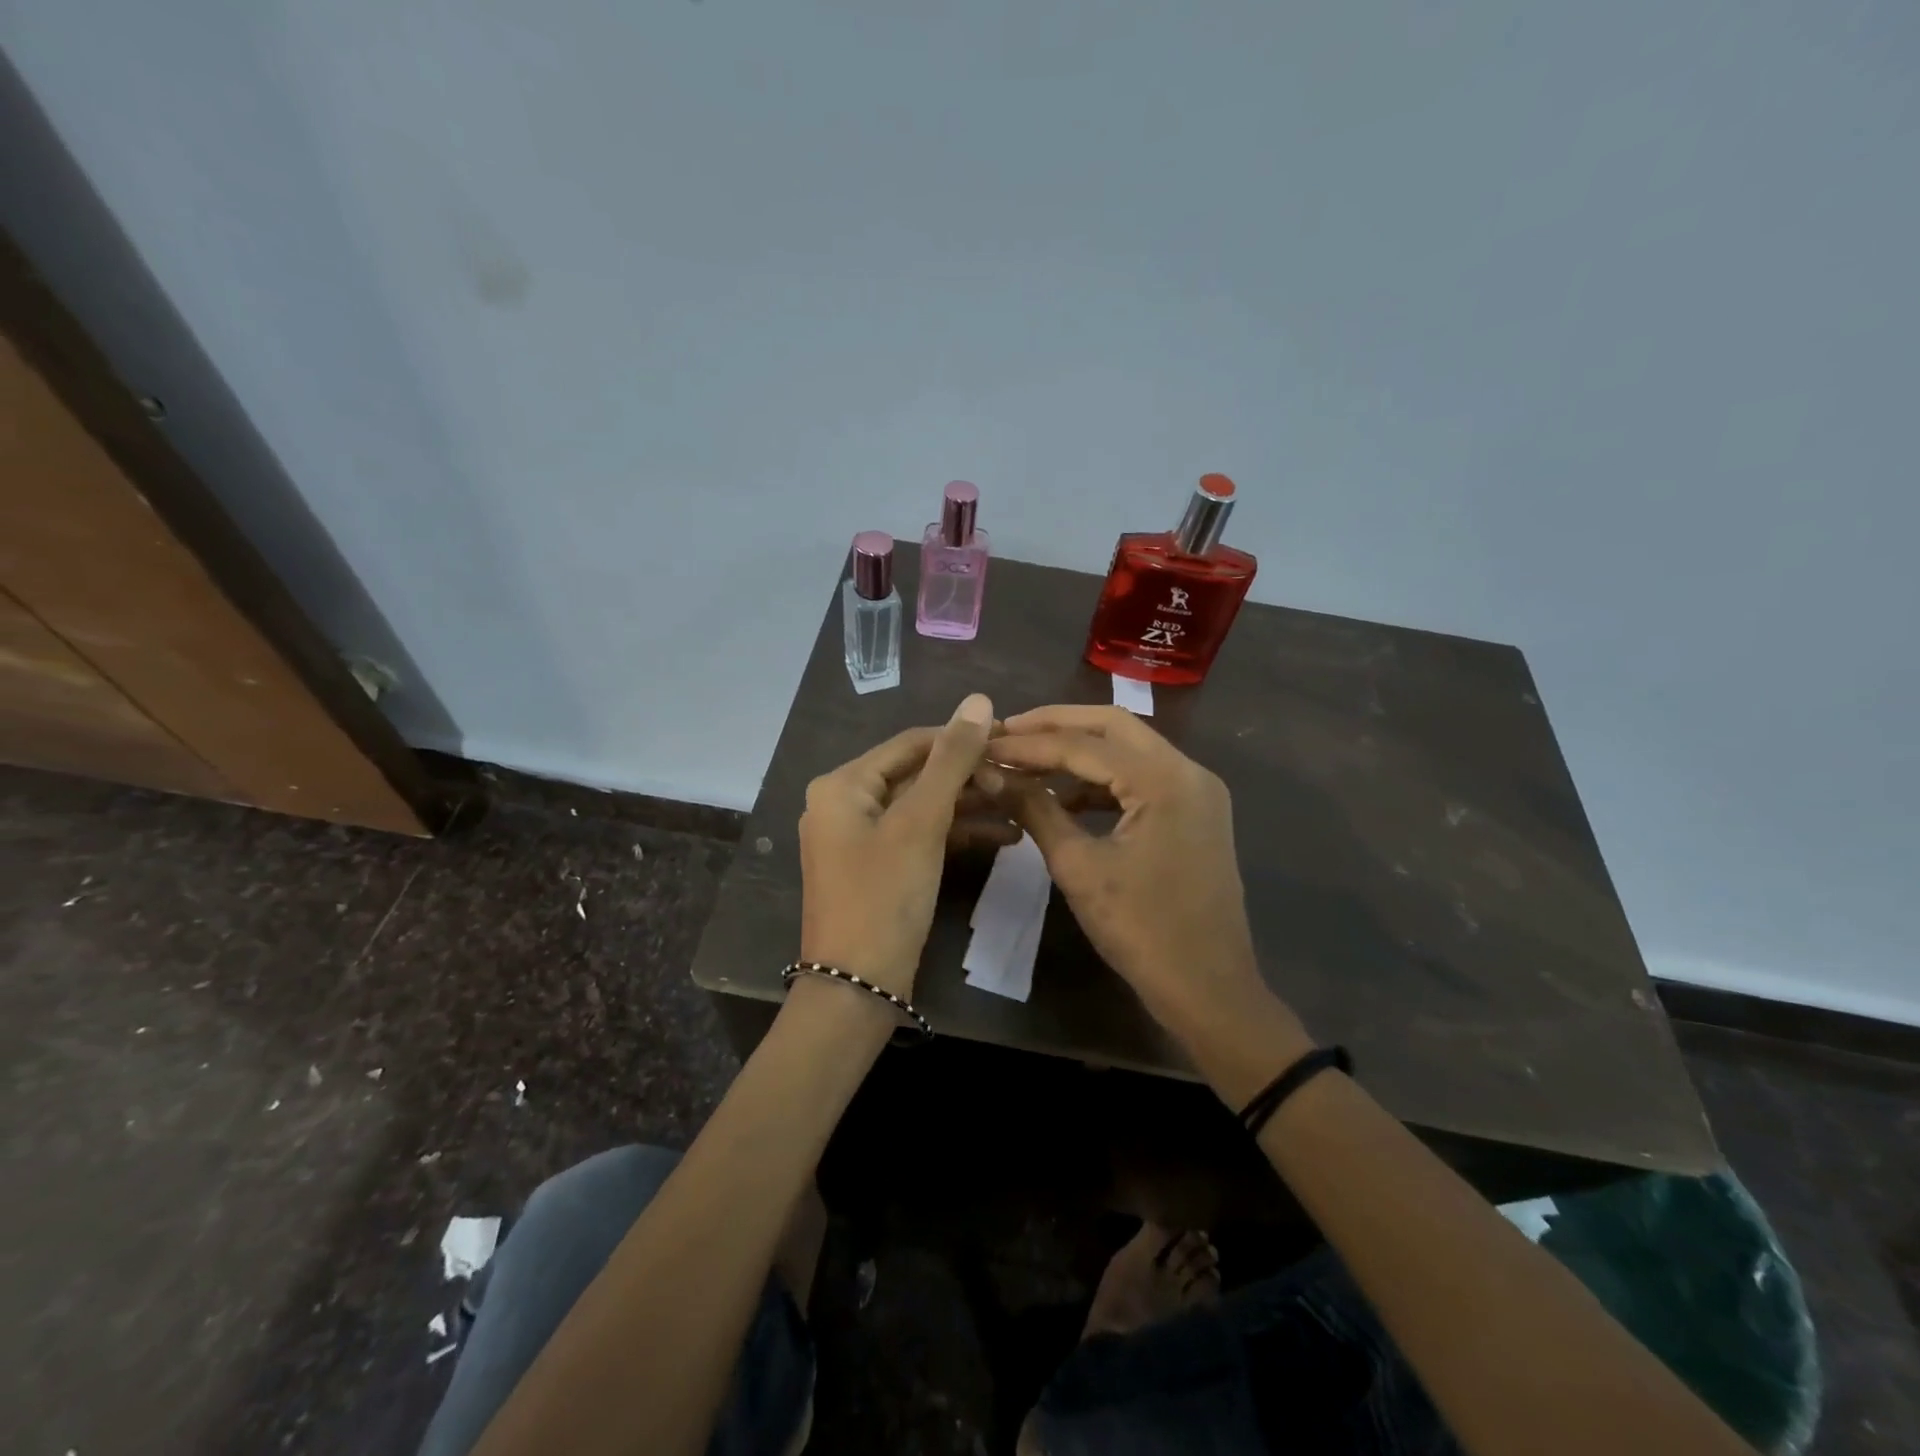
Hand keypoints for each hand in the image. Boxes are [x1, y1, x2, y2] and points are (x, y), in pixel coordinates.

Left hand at [798, 693, 995, 998]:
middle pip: (917, 774)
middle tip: (1022, 777)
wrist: (857, 989)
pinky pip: (920, 836)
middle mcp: (845, 803)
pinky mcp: (878, 867)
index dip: (961, 738)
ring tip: (1022, 805)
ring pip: (923, 807)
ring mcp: (860, 838)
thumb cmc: (884, 897)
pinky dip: (956, 834)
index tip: (1011, 739)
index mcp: (843, 784)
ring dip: (969, 806)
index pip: (911, 743)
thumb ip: (951, 760)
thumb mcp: (921, 823)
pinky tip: (1004, 837)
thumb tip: (979, 699)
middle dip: (970, 777)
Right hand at [984, 705, 1304, 1048]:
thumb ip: (1035, 810)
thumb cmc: (1141, 930)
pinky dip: (1103, 779)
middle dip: (1056, 726)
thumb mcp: (1078, 867)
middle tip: (1007, 733)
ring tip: (1028, 763)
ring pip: (1129, 749)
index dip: (1027, 744)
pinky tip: (1065, 795)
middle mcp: (1188, 770)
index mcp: (1164, 780)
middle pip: (1113, 726)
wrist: (1208, 989)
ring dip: (1080, 751)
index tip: (984, 745)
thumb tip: (990, 775)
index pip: (1082, 745)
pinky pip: (1143, 777)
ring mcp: (1198, 790)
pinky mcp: (1196, 811)